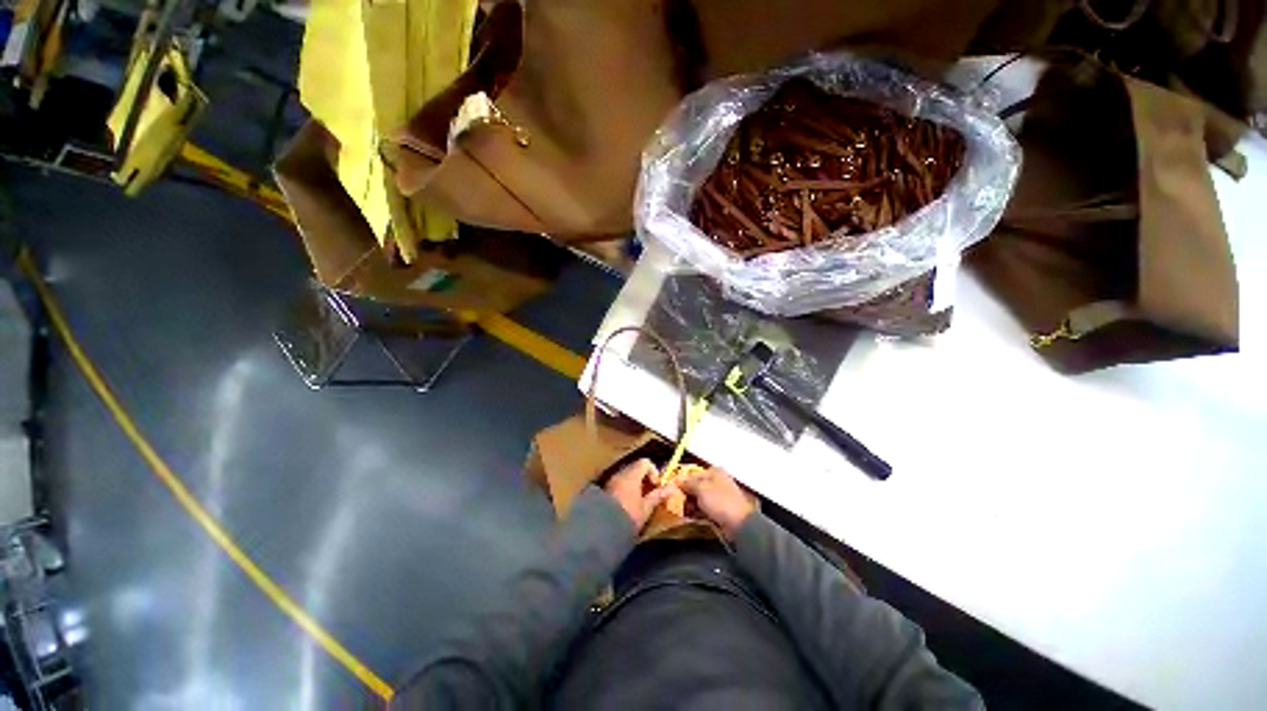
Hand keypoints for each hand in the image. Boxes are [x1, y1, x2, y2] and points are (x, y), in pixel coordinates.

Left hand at [604, 459, 675, 530]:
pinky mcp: (603, 491)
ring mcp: (610, 481)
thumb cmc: (628, 517)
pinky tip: (626, 505)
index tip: (656, 486)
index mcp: (631, 475)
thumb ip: (658, 496)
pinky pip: (618, 484)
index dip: (653, 472)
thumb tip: (672, 488)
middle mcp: (620, 474)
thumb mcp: (646, 508)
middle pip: (635, 468)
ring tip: (638, 501)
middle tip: (649, 494)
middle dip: (644, 479)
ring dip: (634, 484)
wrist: (602, 530)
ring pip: (626, 476)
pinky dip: (624, 489)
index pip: (645, 463)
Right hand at [679, 467, 754, 538]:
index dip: (683, 482)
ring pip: (700, 498)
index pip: (693, 474)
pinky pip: (705, 508)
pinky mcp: (720, 510)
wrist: (739, 523)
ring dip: (690, 504)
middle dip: (686, 494)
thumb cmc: (720, 501)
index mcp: (715, 472)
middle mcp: (717, 481)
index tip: (673, 490)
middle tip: (676, 502)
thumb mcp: (701, 489)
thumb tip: (677, 481)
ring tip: (682, 511)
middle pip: (696, 486)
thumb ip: (688, 484)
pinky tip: (690, 516)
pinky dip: (697, 511)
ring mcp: (719, 496)